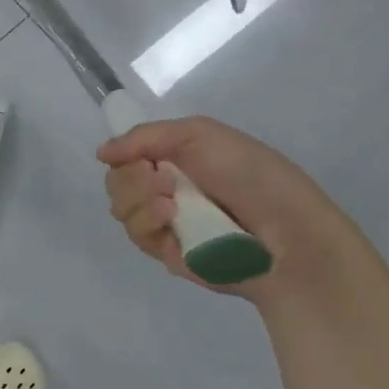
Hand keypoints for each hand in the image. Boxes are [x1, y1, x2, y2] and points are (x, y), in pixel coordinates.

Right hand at [97, 117, 388, 316]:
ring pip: (121, 209)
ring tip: (170, 202)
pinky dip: (147, 222)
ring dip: (137, 199)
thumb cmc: (251, 174)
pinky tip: (169, 218)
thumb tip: (101, 152)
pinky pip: (137, 236)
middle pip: (117, 182)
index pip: (128, 154)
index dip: (125, 153)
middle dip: (130, 177)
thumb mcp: (200, 134)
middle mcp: (167, 188)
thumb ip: (146, 137)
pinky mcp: (169, 254)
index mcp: (177, 157)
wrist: (287, 232)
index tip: (138, 155)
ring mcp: (167, 223)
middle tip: (160, 177)